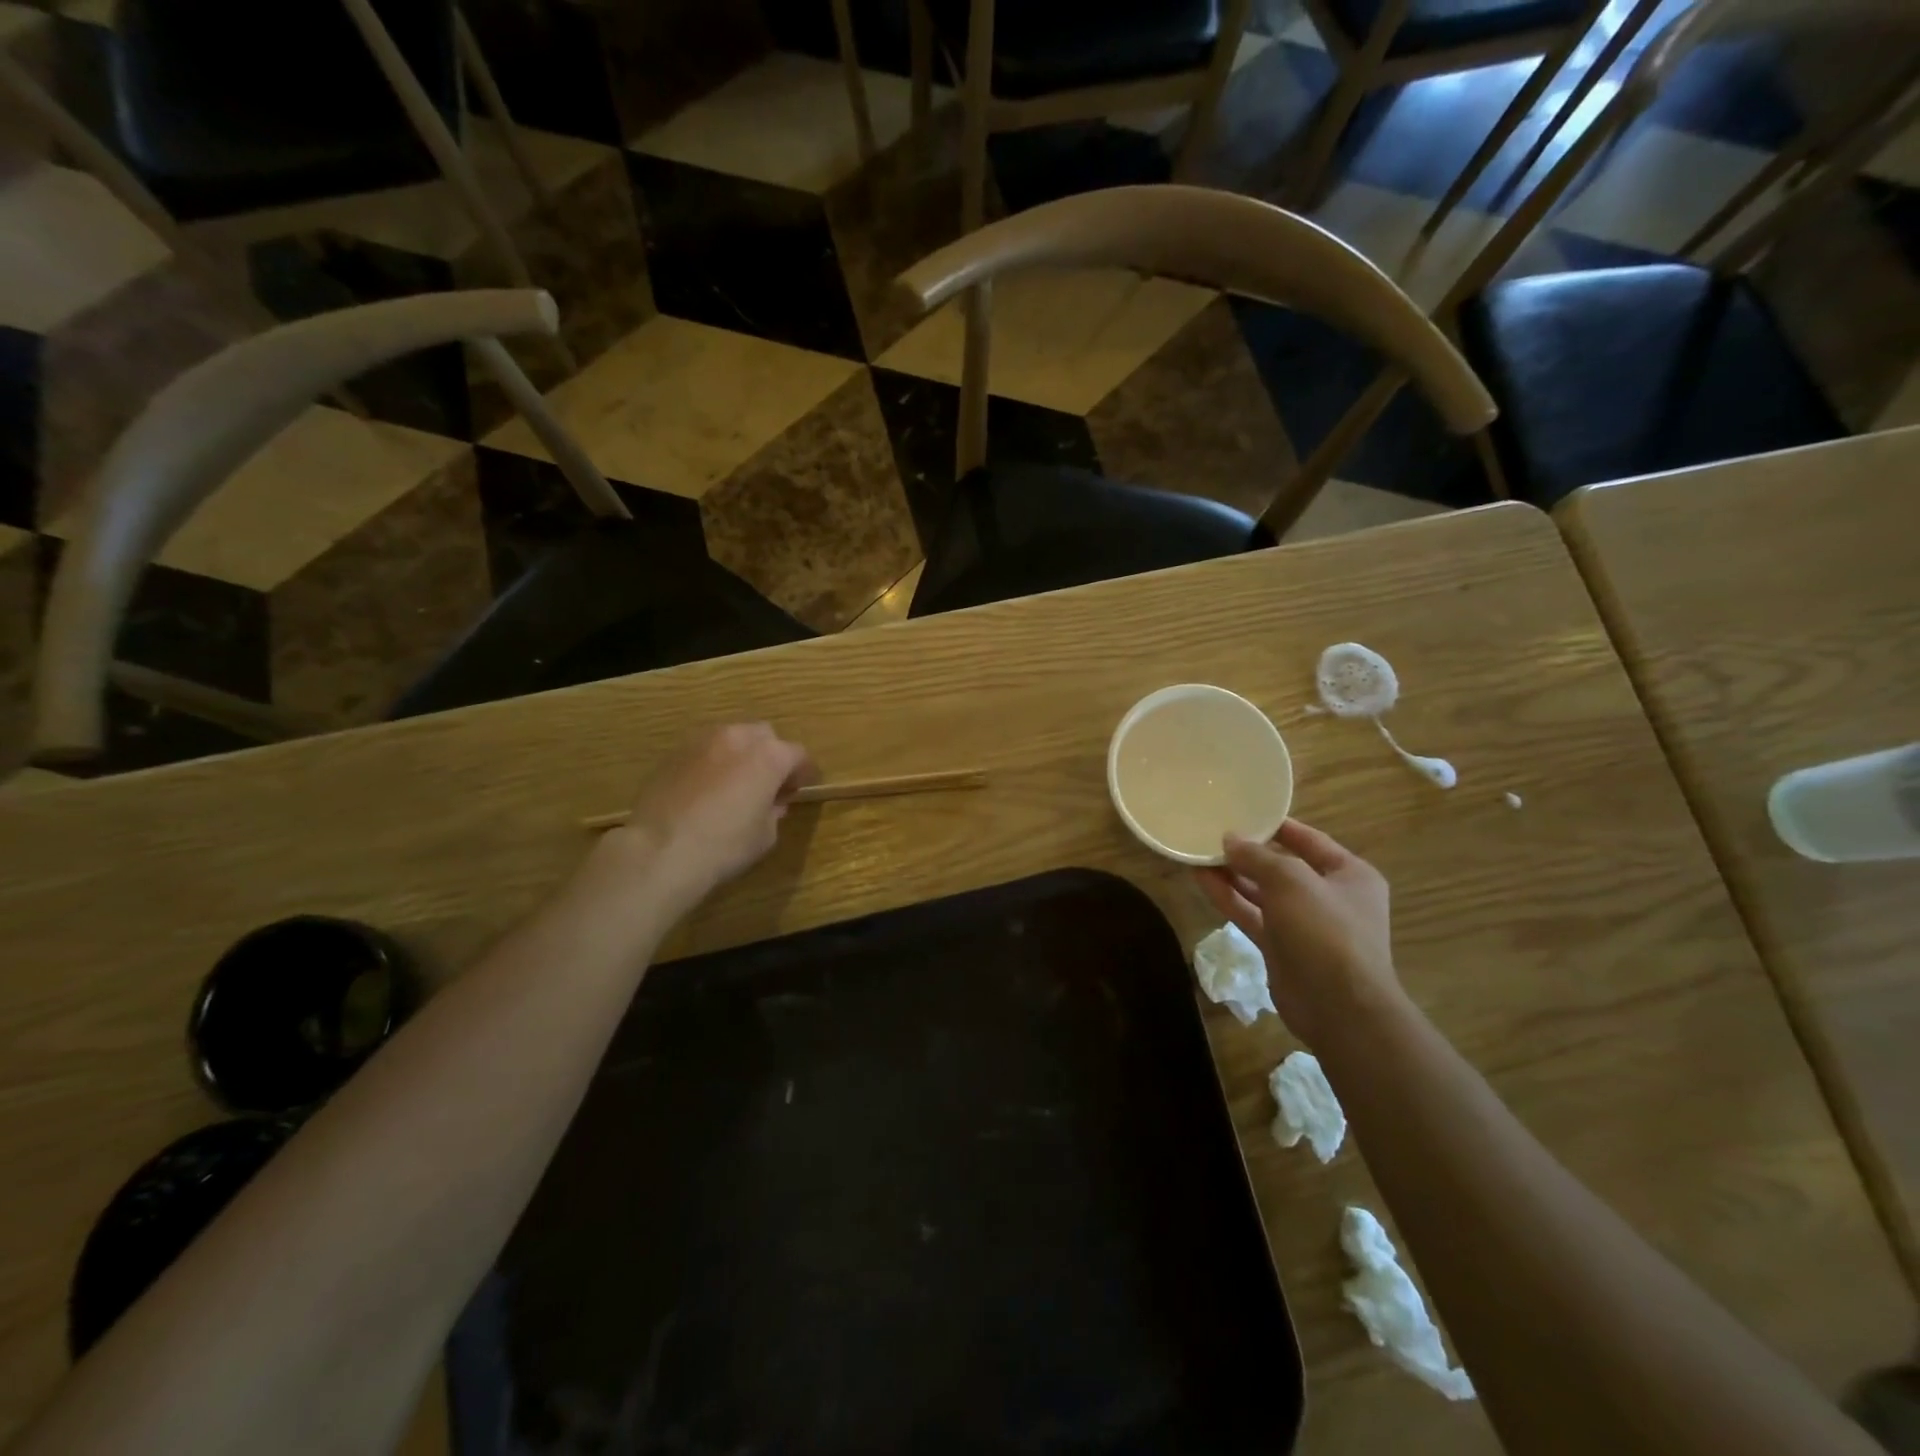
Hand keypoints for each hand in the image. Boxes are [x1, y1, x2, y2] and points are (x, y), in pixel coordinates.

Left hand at [607, 724, 815, 907]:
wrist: (660, 850)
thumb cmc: (725, 845)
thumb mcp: (765, 835)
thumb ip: (774, 810)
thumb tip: (772, 802)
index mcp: (769, 756)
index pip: (798, 754)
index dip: (804, 772)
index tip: (802, 787)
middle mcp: (738, 738)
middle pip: (764, 736)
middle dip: (771, 755)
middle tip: (769, 783)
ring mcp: (702, 741)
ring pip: (731, 738)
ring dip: (740, 755)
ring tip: (736, 783)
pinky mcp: (674, 753)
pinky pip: (704, 752)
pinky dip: (713, 763)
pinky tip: (706, 789)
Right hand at [1194, 818, 1401, 1046]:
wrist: (1339, 1008)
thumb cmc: (1326, 931)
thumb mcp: (1291, 881)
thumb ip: (1258, 857)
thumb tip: (1229, 839)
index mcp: (1350, 875)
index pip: (1310, 840)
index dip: (1276, 826)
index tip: (1243, 812)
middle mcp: (1329, 897)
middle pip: (1282, 867)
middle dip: (1249, 853)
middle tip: (1213, 835)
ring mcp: (1304, 925)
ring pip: (1263, 892)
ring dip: (1233, 875)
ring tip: (1199, 854)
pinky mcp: (1282, 948)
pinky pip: (1252, 915)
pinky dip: (1229, 899)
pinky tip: (1202, 880)